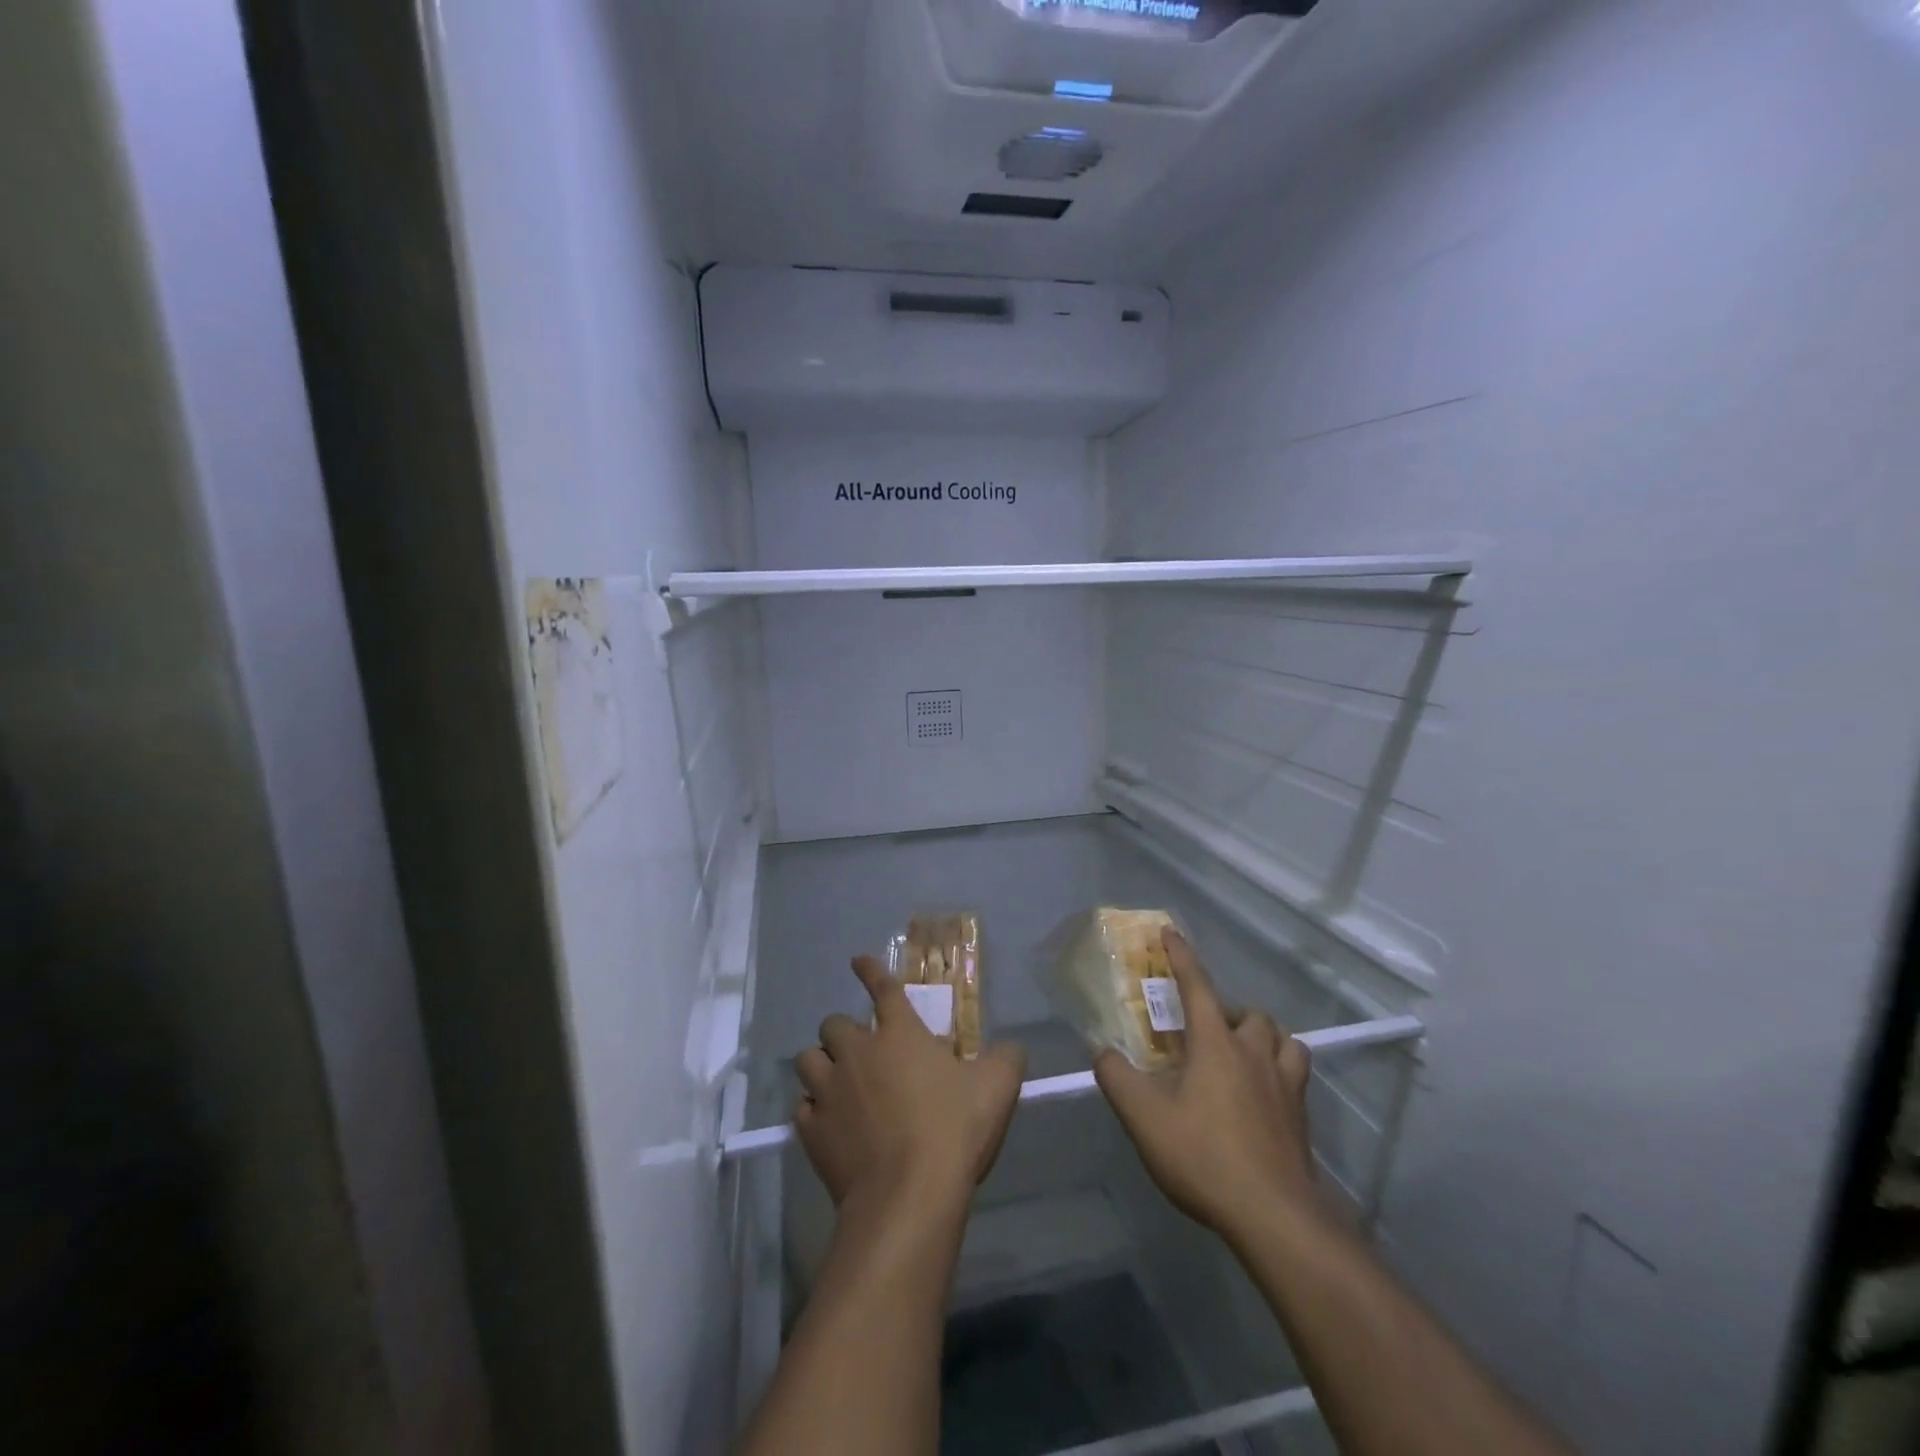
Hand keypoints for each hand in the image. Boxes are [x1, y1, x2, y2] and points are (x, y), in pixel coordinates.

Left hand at [795, 956, 1025, 1215]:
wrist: (908, 1196)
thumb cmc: (953, 1131)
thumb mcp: (997, 1089)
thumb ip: (1006, 1058)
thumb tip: (1010, 1047)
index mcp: (900, 1034)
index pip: (881, 988)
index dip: (870, 971)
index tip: (858, 961)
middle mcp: (858, 1052)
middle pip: (833, 1023)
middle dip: (843, 1032)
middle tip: (859, 1050)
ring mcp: (830, 1091)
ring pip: (808, 1060)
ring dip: (821, 1065)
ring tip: (835, 1080)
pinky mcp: (812, 1130)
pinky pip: (802, 1107)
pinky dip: (813, 1109)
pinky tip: (827, 1121)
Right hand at [1095, 929, 1318, 1241]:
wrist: (1274, 1216)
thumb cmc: (1203, 1156)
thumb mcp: (1144, 1118)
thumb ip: (1117, 1078)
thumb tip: (1102, 1052)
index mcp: (1216, 1044)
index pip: (1197, 986)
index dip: (1182, 956)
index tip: (1170, 931)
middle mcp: (1255, 1054)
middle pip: (1249, 1014)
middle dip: (1228, 1011)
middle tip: (1205, 1030)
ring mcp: (1285, 1085)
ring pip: (1284, 1040)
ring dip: (1263, 1037)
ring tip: (1242, 1055)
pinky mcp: (1301, 1118)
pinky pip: (1296, 1076)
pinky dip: (1281, 1071)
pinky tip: (1263, 1095)